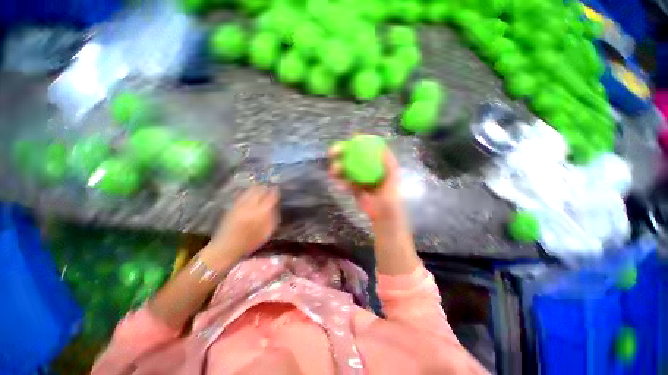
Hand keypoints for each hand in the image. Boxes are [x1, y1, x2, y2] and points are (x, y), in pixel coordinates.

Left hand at [205, 185, 280, 265]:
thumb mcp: (267, 232)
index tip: (278, 189)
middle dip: (266, 187)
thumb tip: (276, 205)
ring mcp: (240, 204)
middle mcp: (250, 205)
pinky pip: (242, 194)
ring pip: (250, 190)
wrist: (226, 247)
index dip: (276, 191)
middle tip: (270, 189)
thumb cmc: (250, 242)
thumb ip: (273, 217)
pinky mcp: (232, 205)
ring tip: (261, 190)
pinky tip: (251, 195)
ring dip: (257, 188)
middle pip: (260, 189)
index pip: (271, 196)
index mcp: (261, 212)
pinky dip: (248, 192)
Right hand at [328, 145, 403, 224]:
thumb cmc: (391, 196)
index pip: (364, 150)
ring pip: (344, 169)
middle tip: (332, 153)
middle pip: (351, 157)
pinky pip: (344, 183)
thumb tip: (382, 147)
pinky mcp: (352, 188)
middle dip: (340, 154)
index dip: (356, 143)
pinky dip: (340, 183)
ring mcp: (357, 178)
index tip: (350, 138)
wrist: (383, 215)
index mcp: (375, 164)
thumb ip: (388, 162)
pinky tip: (339, 185)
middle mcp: (365, 168)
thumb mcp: (393, 177)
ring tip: (333, 171)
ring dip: (337, 168)